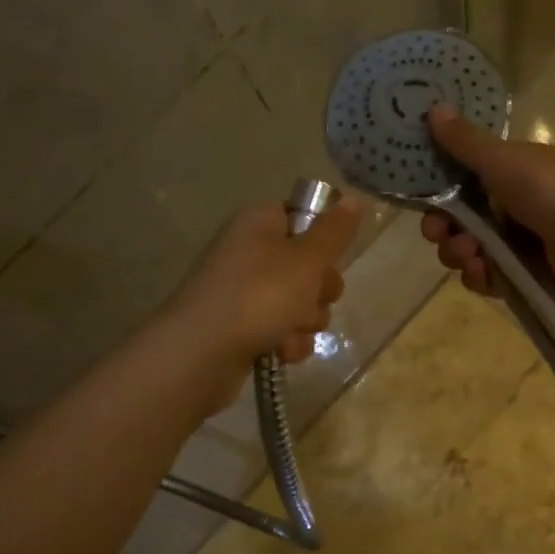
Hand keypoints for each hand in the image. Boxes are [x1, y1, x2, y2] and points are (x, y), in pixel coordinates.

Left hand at [160, 196, 361, 409]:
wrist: (200, 355)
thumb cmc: (258, 296)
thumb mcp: (306, 259)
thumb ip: (334, 231)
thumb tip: (354, 198)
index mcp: (260, 223)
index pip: (303, 216)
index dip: (323, 238)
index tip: (330, 256)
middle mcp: (251, 252)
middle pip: (309, 265)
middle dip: (320, 290)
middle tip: (310, 298)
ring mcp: (245, 292)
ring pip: (301, 302)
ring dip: (306, 321)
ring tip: (289, 332)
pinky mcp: (244, 327)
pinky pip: (284, 329)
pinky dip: (288, 342)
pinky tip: (280, 352)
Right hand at [420, 105, 554, 302]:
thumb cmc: (551, 191)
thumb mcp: (504, 160)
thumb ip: (466, 142)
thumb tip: (434, 109)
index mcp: (507, 174)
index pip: (459, 186)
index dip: (437, 196)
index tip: (425, 204)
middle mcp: (510, 208)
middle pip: (459, 223)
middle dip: (444, 231)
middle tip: (442, 235)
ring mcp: (519, 244)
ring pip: (470, 253)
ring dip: (459, 255)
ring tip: (471, 256)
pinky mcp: (526, 277)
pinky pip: (490, 279)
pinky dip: (481, 278)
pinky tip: (482, 274)